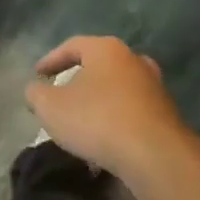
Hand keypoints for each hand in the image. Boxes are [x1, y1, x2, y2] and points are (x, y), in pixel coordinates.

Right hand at [24, 36, 199, 179]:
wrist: (155, 154)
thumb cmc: (97, 119)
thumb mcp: (51, 108)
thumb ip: (36, 94)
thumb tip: (35, 89)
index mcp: (106, 49)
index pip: (72, 46)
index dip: (51, 60)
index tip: (37, 74)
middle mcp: (133, 60)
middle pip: (98, 65)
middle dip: (78, 80)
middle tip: (61, 95)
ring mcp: (154, 86)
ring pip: (116, 89)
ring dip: (98, 102)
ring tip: (82, 122)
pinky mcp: (165, 113)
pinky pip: (131, 111)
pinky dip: (115, 120)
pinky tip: (104, 141)